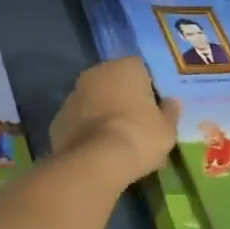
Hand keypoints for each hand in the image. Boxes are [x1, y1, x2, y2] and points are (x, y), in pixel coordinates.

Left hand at [50, 58, 179, 182]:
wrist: (95, 162)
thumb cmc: (139, 136)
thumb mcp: (167, 129)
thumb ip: (170, 112)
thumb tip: (171, 103)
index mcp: (125, 67)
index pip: (141, 69)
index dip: (148, 88)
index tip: (154, 108)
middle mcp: (96, 73)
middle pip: (114, 82)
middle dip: (123, 98)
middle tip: (136, 123)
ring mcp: (73, 94)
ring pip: (94, 100)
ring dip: (103, 113)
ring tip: (116, 141)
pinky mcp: (58, 118)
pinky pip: (79, 120)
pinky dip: (86, 130)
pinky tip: (97, 150)